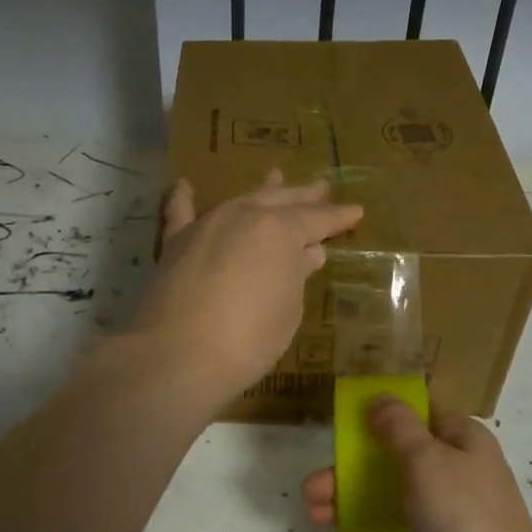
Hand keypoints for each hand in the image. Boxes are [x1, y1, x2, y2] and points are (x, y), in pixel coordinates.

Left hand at [133, 170, 362, 405]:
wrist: (181, 355)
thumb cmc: (250, 337)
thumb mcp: (288, 308)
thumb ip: (296, 274)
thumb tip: (307, 253)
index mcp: (280, 230)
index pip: (317, 219)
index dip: (338, 217)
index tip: (356, 211)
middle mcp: (244, 216)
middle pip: (280, 201)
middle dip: (303, 196)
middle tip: (320, 188)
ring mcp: (207, 226)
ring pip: (240, 200)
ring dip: (261, 191)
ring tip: (276, 176)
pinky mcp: (175, 244)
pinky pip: (180, 213)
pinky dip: (183, 198)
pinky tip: (184, 185)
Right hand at [301, 397, 531, 531]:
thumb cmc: (463, 517)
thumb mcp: (426, 461)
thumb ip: (399, 427)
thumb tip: (381, 398)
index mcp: (464, 437)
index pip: (420, 412)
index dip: (383, 413)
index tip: (346, 424)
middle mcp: (462, 465)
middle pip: (400, 453)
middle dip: (354, 465)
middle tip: (313, 485)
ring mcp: (456, 505)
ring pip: (398, 488)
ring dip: (355, 495)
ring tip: (314, 511)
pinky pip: (406, 519)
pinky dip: (376, 519)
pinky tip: (344, 530)